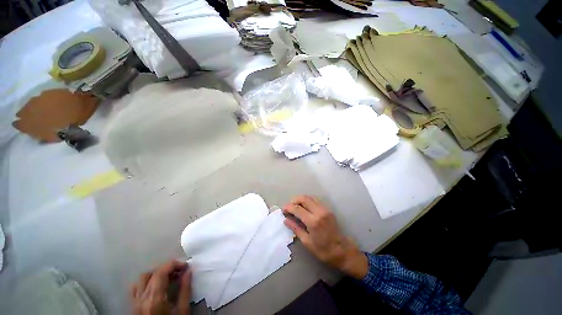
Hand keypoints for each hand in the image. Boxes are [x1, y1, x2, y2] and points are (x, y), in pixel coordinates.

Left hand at [130, 260, 191, 314]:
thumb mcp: (182, 310)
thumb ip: (185, 289)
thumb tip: (188, 271)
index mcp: (155, 298)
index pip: (161, 272)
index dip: (174, 264)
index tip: (185, 266)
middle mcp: (142, 298)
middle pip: (152, 273)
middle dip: (167, 268)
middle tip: (179, 272)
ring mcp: (135, 302)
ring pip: (142, 279)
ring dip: (156, 274)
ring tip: (168, 278)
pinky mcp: (133, 306)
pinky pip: (136, 288)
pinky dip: (146, 282)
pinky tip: (155, 287)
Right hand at [283, 195, 367, 279]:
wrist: (342, 251)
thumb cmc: (323, 250)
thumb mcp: (307, 242)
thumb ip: (295, 228)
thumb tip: (285, 220)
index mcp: (313, 221)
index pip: (297, 209)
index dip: (288, 207)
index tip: (283, 210)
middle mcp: (319, 212)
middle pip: (304, 198)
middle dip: (294, 200)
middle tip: (289, 206)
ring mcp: (325, 209)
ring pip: (310, 197)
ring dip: (301, 199)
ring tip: (295, 206)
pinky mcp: (328, 209)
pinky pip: (316, 200)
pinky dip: (308, 200)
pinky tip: (304, 206)